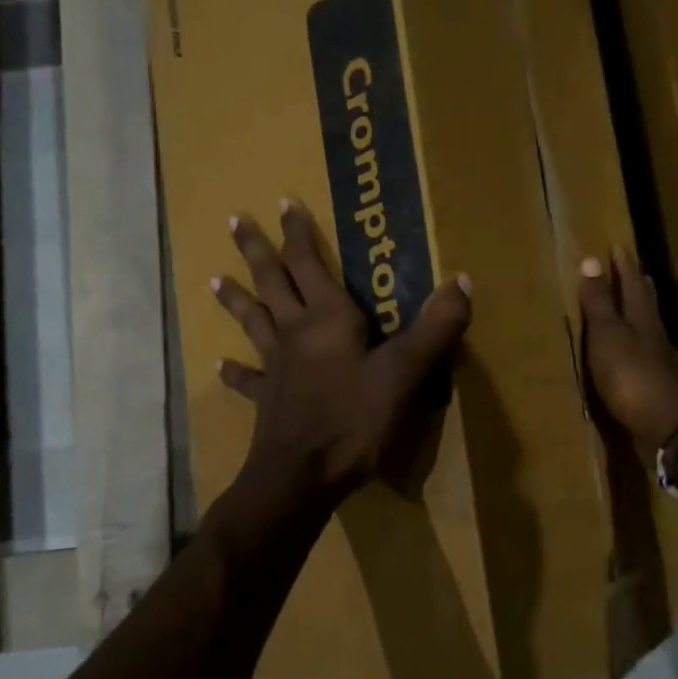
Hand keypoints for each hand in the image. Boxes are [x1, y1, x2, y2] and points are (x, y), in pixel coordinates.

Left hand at [213, 200, 472, 510]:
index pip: (309, 263)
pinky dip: (235, 371)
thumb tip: (463, 280)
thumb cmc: (354, 419)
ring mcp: (275, 366)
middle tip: (234, 221)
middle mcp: (295, 333)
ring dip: (236, 299)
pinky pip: (247, 380)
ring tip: (214, 278)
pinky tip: (221, 365)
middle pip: (272, 282)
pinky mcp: (266, 400)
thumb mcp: (405, 371)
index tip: (284, 203)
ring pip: (252, 321)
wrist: (301, 475)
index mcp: (328, 319)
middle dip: (257, 250)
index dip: (299, 233)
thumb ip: (436, 327)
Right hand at [579, 247, 677, 455]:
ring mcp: (661, 365)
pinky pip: (648, 358)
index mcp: (642, 320)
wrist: (667, 428)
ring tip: (637, 308)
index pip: (632, 285)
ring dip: (643, 317)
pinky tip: (637, 355)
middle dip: (640, 287)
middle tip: (638, 272)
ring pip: (651, 331)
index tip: (619, 247)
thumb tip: (592, 260)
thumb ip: (599, 303)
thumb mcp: (608, 335)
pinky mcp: (658, 390)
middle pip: (648, 306)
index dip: (625, 267)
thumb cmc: (632, 377)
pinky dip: (641, 348)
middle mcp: (655, 338)